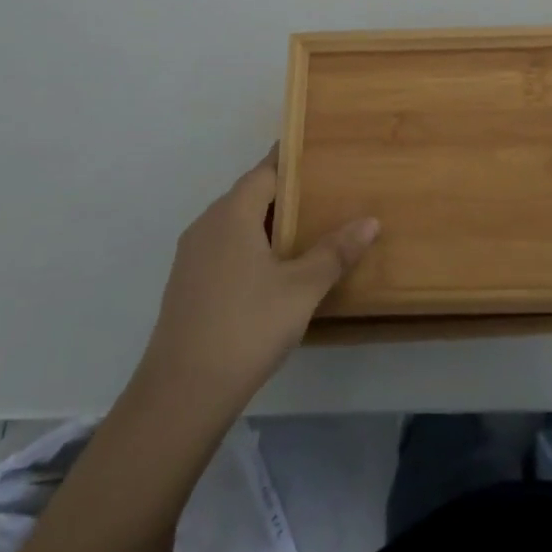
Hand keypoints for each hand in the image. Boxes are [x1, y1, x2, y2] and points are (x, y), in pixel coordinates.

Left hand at [131, 148, 378, 414]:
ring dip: (268, 224)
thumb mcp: (301, 289)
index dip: (294, 162)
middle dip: (286, 194)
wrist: (180, 396)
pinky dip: (251, 247)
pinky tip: (275, 270)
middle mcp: (207, 225)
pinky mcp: (187, 285)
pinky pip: (225, 248)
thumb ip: (335, 252)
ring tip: (308, 230)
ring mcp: (192, 257)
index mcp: (231, 214)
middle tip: (327, 194)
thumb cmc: (246, 328)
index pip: (266, 171)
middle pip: (250, 195)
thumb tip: (370, 220)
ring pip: (236, 224)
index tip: (322, 155)